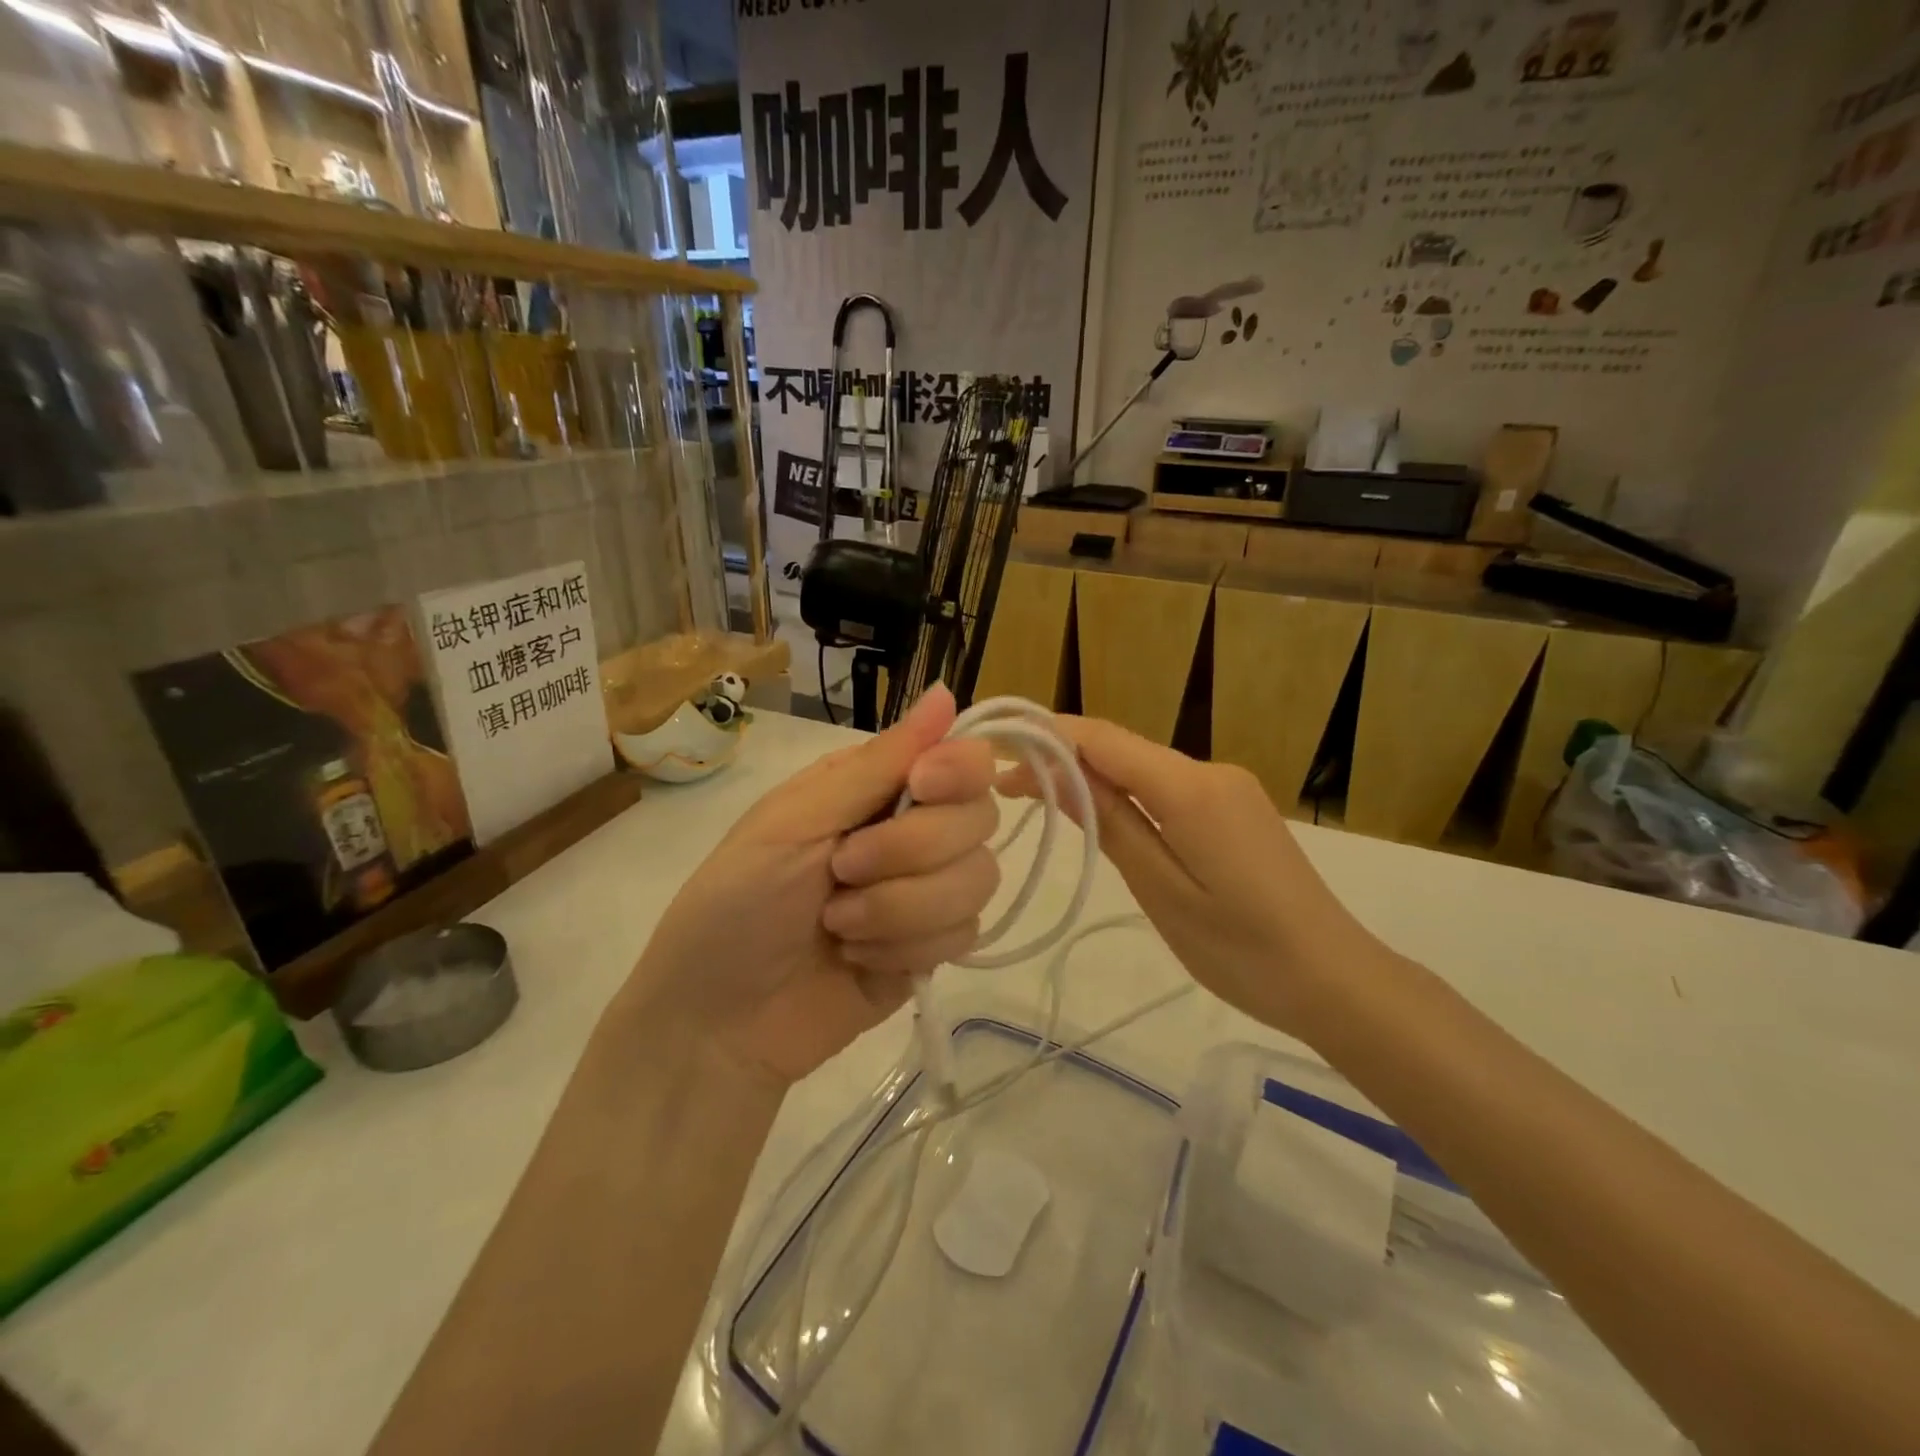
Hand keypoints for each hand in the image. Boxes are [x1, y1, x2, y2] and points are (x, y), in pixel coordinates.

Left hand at [627, 685, 999, 1084]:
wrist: (718, 1023)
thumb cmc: (736, 904)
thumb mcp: (794, 822)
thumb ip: (876, 764)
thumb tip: (946, 693)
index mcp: (878, 786)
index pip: (964, 758)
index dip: (958, 771)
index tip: (921, 788)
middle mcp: (913, 829)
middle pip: (979, 818)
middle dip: (909, 852)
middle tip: (840, 872)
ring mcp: (927, 892)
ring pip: (979, 879)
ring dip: (901, 908)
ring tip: (839, 926)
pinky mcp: (933, 948)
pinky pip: (965, 934)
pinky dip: (905, 948)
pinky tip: (858, 960)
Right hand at [1006, 717, 1367, 1038]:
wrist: (1335, 979)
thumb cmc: (1242, 949)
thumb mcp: (1162, 890)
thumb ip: (1112, 824)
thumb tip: (1060, 774)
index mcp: (1191, 788)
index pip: (1104, 740)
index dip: (1047, 736)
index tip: (997, 750)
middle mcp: (1211, 771)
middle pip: (1122, 748)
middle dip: (1062, 758)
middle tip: (1007, 788)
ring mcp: (1228, 788)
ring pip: (1143, 767)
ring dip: (1092, 777)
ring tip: (1041, 801)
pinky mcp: (1236, 809)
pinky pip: (1168, 787)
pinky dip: (1127, 794)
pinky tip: (1102, 815)